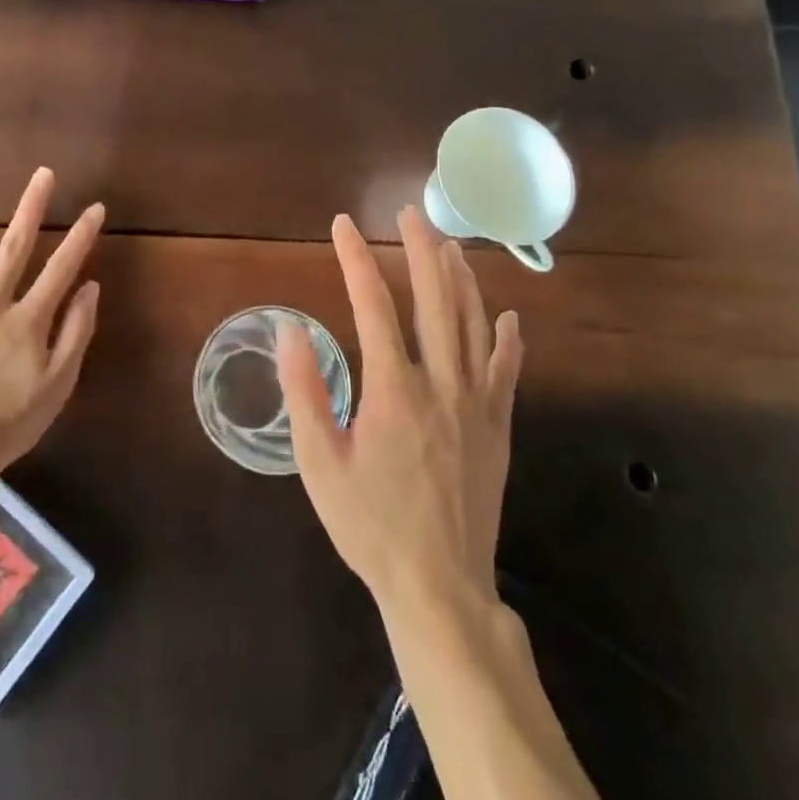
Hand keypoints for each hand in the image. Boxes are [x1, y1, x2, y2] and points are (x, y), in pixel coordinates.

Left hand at [0, 168, 104, 477]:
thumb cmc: (11, 421)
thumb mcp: (58, 384)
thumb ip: (75, 332)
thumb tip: (89, 287)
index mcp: (28, 320)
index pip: (61, 268)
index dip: (80, 236)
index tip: (94, 208)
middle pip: (15, 247)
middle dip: (31, 208)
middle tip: (42, 174)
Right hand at [277, 207, 522, 613]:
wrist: (438, 586)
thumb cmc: (369, 524)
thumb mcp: (319, 463)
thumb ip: (305, 392)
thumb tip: (290, 329)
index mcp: (393, 389)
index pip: (373, 305)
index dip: (356, 259)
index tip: (343, 225)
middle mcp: (440, 384)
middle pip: (436, 299)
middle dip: (422, 248)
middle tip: (411, 212)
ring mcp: (476, 404)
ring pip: (474, 324)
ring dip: (462, 279)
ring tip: (451, 244)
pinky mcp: (498, 428)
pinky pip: (507, 371)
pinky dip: (508, 338)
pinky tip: (507, 315)